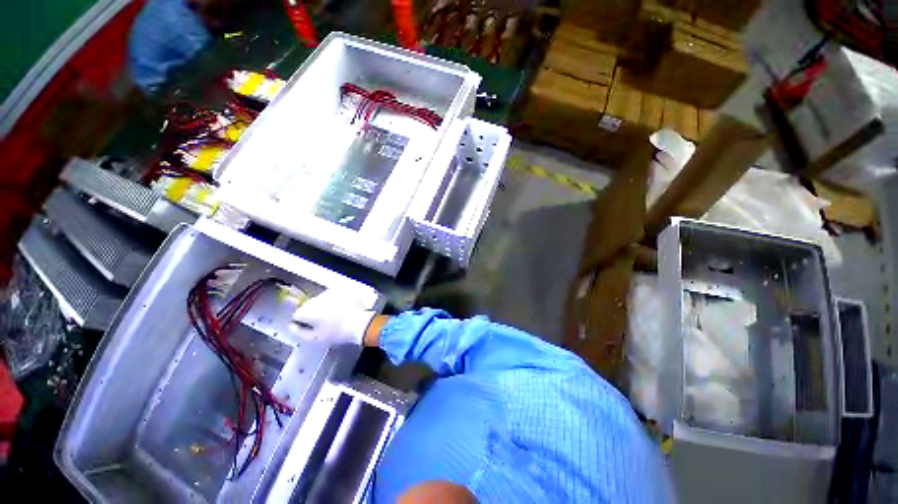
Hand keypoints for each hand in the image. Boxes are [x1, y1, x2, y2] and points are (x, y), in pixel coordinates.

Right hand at [291, 289, 374, 346]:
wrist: (360, 323)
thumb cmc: (337, 333)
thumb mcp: (314, 338)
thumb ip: (298, 332)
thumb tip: (292, 325)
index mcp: (308, 310)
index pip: (297, 314)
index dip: (302, 322)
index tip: (310, 327)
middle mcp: (317, 298)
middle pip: (309, 305)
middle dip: (313, 312)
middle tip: (323, 323)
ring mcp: (330, 293)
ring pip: (321, 300)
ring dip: (323, 306)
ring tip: (334, 316)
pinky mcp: (341, 291)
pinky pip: (333, 296)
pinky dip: (334, 301)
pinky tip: (341, 309)